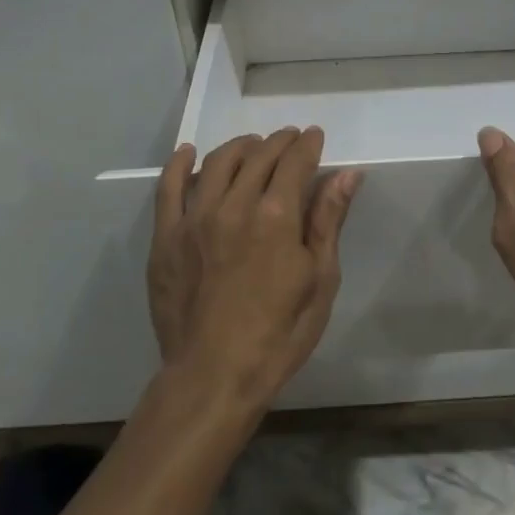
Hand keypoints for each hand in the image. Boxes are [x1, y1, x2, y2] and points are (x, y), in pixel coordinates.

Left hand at [148, 127, 361, 414]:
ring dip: (240, 146)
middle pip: (259, 156)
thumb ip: (328, 221)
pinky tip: (188, 153)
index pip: (295, 161)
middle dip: (279, 141)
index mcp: (277, 216)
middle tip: (290, 140)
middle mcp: (235, 205)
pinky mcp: (166, 236)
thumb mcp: (320, 280)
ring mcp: (195, 218)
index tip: (314, 137)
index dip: (308, 144)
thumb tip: (348, 174)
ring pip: (218, 162)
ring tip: (252, 146)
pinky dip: (180, 164)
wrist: (213, 376)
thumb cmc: (279, 334)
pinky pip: (169, 188)